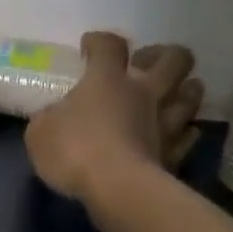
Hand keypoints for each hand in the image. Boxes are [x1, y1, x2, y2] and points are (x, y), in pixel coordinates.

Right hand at [25, 32, 202, 202]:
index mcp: (107, 80)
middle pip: (174, 58)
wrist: (116, 189)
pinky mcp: (175, 153)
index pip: (110, 45)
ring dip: (185, 90)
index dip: (100, 42)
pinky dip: (185, 132)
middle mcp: (144, 93)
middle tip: (144, 65)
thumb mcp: (40, 132)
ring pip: (192, 93)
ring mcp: (166, 122)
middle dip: (163, 54)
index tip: (90, 47)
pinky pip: (189, 134)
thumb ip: (49, 118)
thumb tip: (54, 117)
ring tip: (171, 95)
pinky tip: (177, 134)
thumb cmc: (73, 151)